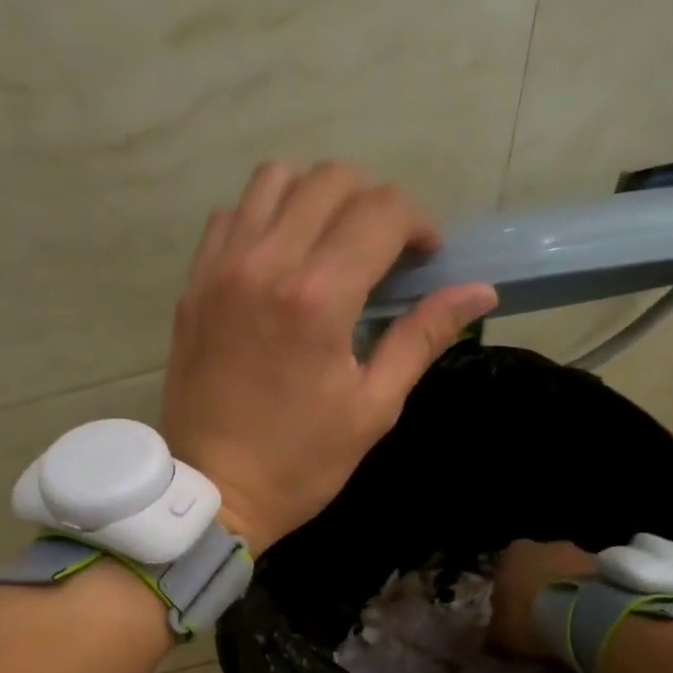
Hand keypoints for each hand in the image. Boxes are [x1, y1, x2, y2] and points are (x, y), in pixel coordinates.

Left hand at [161, 161, 498, 552]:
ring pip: (275, 180)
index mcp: (318, 298)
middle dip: (373, 204)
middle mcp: (265, 264)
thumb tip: (478, 290)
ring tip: (330, 245)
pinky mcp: (193, 285)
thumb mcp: (372, 409)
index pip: (382, 210)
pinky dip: (265, 217)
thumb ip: (421, 337)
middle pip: (331, 180)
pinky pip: (232, 216)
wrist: (213, 492)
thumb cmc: (299, 463)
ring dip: (315, 198)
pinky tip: (280, 258)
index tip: (424, 259)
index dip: (418, 224)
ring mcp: (220, 270)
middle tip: (383, 253)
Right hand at [491, 539, 599, 658]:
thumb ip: (494, 631)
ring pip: (568, 572)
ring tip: (569, 620)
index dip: (509, 591)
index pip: (505, 568)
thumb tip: (489, 640)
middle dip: (540, 585)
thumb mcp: (500, 632)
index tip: (512, 611)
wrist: (583, 616)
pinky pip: (592, 583)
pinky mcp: (608, 567)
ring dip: (567, 589)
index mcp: (513, 554)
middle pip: (540, 565)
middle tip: (541, 615)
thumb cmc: (529, 617)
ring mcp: (580, 552)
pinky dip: (590, 596)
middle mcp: (546, 545)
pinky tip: (589, 618)